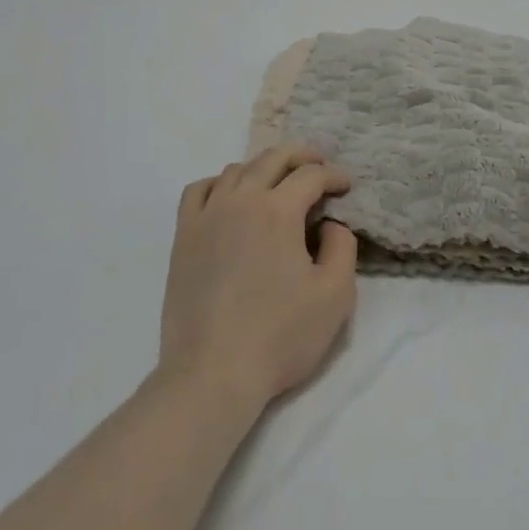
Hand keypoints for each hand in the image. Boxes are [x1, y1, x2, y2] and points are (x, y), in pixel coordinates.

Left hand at [159, 144, 358, 410]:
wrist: (212, 373)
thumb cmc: (280, 336)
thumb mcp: (335, 296)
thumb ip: (343, 248)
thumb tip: (330, 224)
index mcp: (278, 210)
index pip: (310, 175)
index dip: (333, 176)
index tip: (345, 186)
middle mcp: (240, 200)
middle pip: (272, 159)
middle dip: (301, 156)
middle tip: (318, 166)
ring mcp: (206, 215)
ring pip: (236, 170)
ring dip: (263, 168)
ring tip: (277, 183)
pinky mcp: (183, 236)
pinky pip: (198, 190)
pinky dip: (219, 183)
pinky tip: (229, 197)